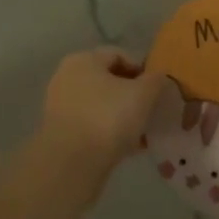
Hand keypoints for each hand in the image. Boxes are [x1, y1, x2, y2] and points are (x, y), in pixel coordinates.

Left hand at [35, 47, 161, 175]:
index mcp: (84, 60)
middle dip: (132, 95)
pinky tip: (128, 147)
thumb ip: (155, 80)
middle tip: (152, 111)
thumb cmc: (108, 117)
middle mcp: (67, 77)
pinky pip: (92, 125)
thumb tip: (157, 77)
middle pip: (108, 81)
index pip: (119, 55)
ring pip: (101, 105)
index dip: (142, 70)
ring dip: (122, 115)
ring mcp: (61, 105)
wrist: (72, 163)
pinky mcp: (60, 132)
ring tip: (143, 133)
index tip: (158, 90)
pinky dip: (109, 132)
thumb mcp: (143, 94)